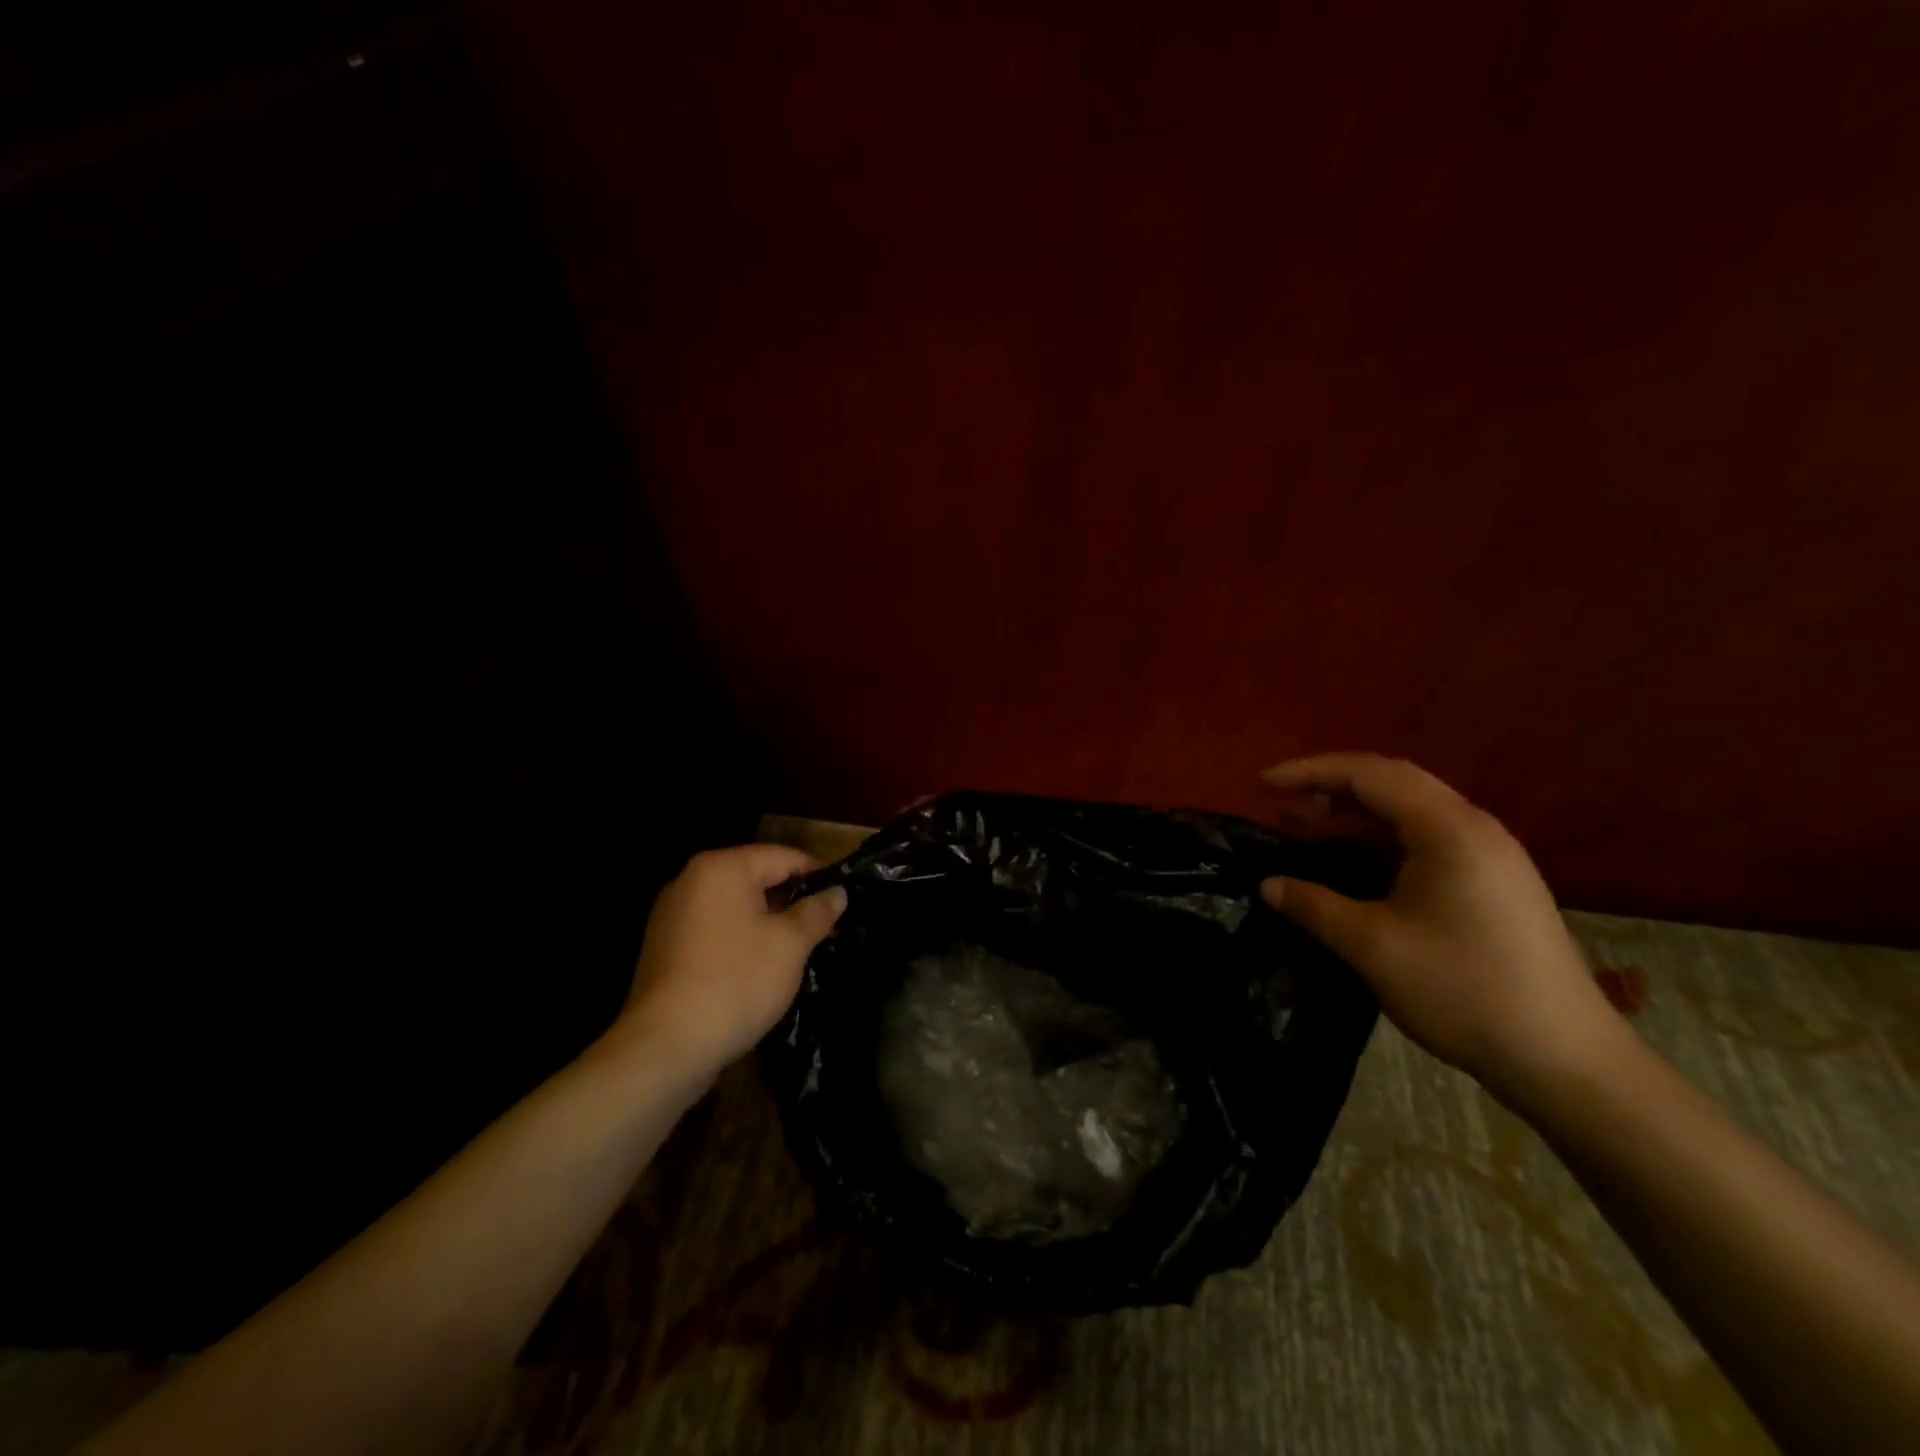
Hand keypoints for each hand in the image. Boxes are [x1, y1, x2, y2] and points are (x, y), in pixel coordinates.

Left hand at [612, 845, 846, 1081]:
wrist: (666, 1047)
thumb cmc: (737, 981)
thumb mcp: (791, 944)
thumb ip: (817, 912)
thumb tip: (837, 892)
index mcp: (721, 869)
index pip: (783, 857)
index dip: (819, 874)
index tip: (845, 895)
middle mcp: (690, 882)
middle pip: (756, 879)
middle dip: (793, 901)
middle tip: (829, 925)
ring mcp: (672, 917)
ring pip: (736, 908)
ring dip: (768, 923)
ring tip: (802, 949)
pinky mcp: (665, 950)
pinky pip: (715, 932)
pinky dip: (742, 942)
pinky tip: (763, 969)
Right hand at [1257, 753, 1624, 1096]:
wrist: (1567, 1061)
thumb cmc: (1464, 991)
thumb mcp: (1373, 947)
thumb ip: (1314, 906)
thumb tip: (1268, 885)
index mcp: (1448, 830)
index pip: (1369, 774)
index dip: (1310, 771)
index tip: (1262, 784)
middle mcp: (1474, 828)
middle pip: (1392, 782)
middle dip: (1330, 786)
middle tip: (1281, 805)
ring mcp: (1491, 855)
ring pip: (1411, 811)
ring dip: (1355, 814)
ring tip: (1306, 830)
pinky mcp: (1495, 883)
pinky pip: (1427, 839)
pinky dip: (1380, 839)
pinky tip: (1355, 864)